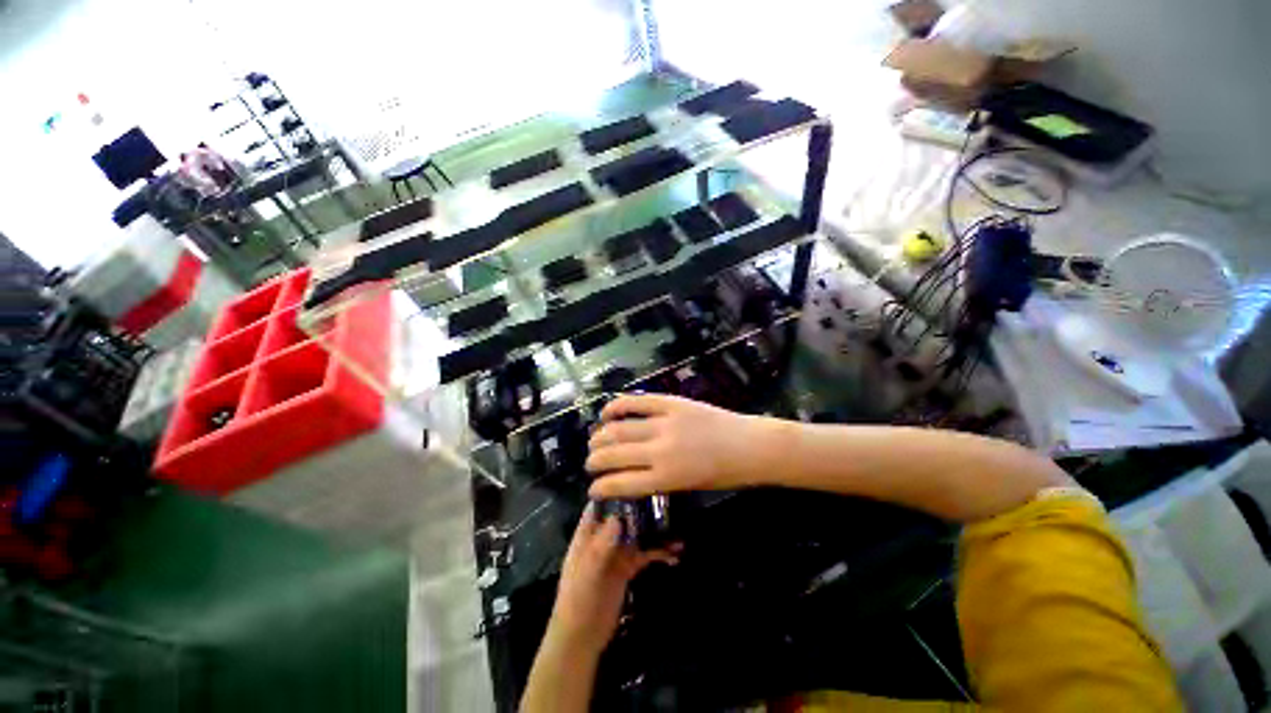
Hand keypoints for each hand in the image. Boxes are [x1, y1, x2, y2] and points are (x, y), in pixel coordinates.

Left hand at [548, 505, 678, 656]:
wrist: (581, 640)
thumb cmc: (577, 603)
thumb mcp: (587, 575)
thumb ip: (601, 547)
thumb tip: (618, 517)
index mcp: (587, 535)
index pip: (600, 505)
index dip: (615, 491)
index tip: (638, 479)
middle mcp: (603, 538)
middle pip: (623, 516)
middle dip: (642, 508)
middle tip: (666, 500)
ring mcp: (616, 552)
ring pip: (637, 534)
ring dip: (655, 531)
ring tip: (678, 529)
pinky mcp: (627, 568)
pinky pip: (645, 554)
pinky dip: (658, 552)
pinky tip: (675, 555)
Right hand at [586, 394, 773, 498]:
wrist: (749, 446)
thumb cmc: (724, 474)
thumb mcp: (688, 487)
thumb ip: (657, 481)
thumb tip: (629, 476)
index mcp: (666, 478)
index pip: (620, 484)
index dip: (600, 488)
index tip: (592, 489)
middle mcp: (660, 451)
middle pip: (614, 454)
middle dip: (594, 460)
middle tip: (590, 462)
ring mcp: (665, 423)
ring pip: (620, 428)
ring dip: (600, 435)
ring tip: (594, 441)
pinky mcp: (672, 403)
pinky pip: (638, 402)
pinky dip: (618, 406)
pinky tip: (607, 412)